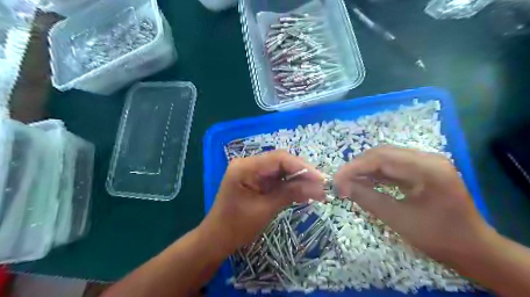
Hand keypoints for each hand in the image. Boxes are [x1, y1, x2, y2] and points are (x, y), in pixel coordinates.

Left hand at [199, 151, 322, 256]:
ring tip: (317, 192)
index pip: (278, 158)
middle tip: (322, 186)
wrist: (217, 239)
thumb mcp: (265, 209)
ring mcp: (253, 172)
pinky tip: (305, 195)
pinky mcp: (258, 181)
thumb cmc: (236, 226)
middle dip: (303, 174)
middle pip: (282, 163)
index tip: (321, 179)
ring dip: (299, 181)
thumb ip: (290, 193)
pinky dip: (291, 187)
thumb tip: (318, 187)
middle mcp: (249, 164)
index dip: (302, 166)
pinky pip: (278, 180)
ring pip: (282, 171)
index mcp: (245, 167)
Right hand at [335, 145, 491, 260]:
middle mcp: (427, 158)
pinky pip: (393, 167)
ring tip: (348, 182)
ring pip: (386, 159)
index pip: (381, 158)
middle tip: (340, 182)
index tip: (336, 180)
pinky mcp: (422, 170)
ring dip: (365, 169)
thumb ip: (368, 198)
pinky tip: (364, 182)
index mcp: (427, 168)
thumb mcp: (398, 219)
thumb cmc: (438, 237)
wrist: (472, 249)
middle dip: (358, 167)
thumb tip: (341, 186)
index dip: (354, 167)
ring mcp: (426, 163)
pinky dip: (376, 174)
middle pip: (382, 154)